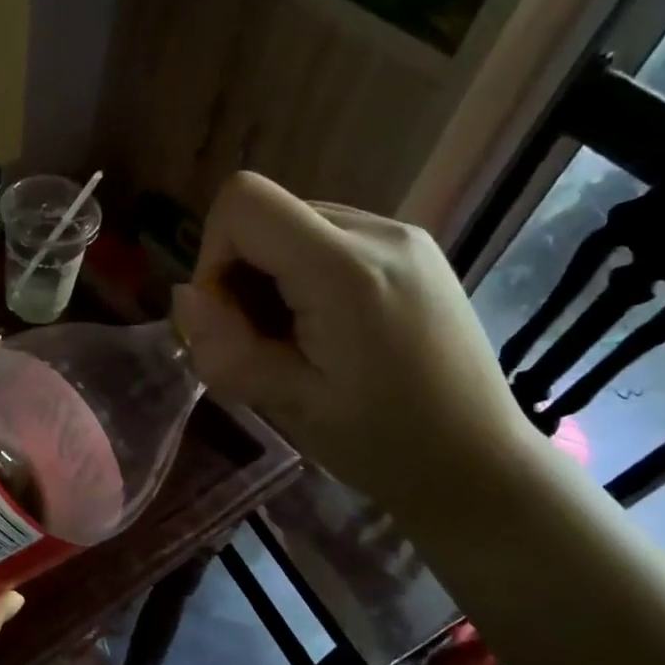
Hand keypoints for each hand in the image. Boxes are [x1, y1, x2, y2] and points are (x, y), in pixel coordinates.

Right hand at [170, 172, 535, 507]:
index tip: (227, 316)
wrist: (480, 463)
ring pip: (296, 226)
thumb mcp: (289, 404)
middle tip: (264, 344)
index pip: (245, 201)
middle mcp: (379, 231)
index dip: (213, 253)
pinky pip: (331, 239)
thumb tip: (185, 296)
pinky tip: (331, 330)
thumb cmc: (382, 444)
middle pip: (269, 214)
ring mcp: (403, 236)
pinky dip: (306, 276)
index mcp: (347, 270)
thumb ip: (226, 347)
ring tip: (300, 342)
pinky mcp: (414, 250)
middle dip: (243, 274)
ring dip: (274, 277)